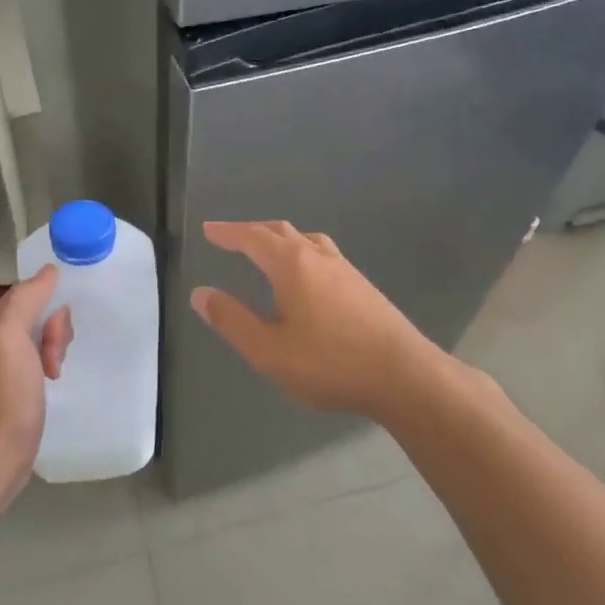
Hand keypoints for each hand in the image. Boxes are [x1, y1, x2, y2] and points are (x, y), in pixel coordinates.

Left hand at [0, 266, 71, 500]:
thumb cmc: (4, 396)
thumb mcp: (11, 338)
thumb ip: (26, 299)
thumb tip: (48, 270)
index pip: (26, 294)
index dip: (48, 305)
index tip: (58, 330)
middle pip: (34, 316)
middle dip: (53, 331)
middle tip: (53, 359)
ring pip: (38, 340)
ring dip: (53, 351)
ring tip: (53, 375)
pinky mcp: (9, 393)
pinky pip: (36, 364)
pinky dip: (48, 368)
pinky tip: (51, 383)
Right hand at [190, 220, 452, 419]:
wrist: (403, 374)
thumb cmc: (329, 363)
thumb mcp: (269, 350)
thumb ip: (232, 320)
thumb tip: (201, 293)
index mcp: (292, 264)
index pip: (252, 238)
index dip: (228, 233)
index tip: (209, 229)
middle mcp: (319, 257)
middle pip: (280, 231)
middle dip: (252, 231)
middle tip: (232, 237)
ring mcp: (345, 269)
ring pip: (306, 240)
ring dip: (281, 238)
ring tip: (268, 249)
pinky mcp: (363, 285)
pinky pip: (323, 254)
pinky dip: (302, 252)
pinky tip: (308, 276)